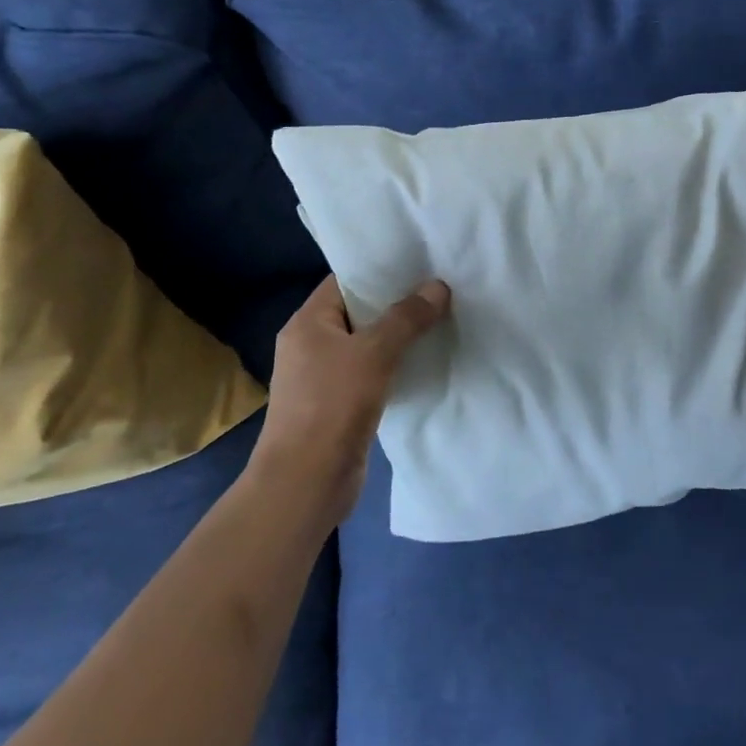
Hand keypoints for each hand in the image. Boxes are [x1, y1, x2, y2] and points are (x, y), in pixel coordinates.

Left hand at [254, 274, 450, 525]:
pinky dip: (394, 366)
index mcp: (308, 323)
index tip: (419, 263)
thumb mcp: (374, 353)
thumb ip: (407, 318)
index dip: (380, 271)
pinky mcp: (338, 405)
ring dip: (398, 337)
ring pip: (367, 345)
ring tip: (440, 320)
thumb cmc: (333, 405)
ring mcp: (323, 377)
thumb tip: (438, 286)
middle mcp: (311, 345)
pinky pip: (370, 374)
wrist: (305, 483)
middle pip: (359, 312)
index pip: (344, 281)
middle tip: (439, 289)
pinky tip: (425, 362)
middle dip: (397, 303)